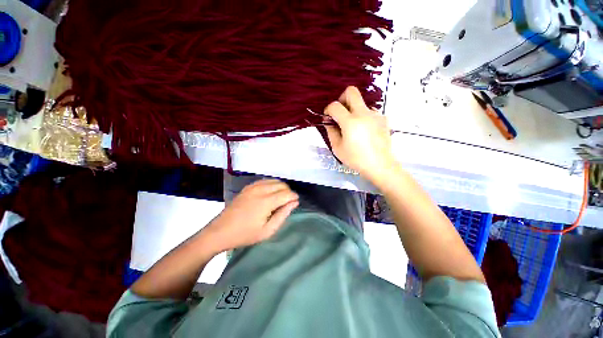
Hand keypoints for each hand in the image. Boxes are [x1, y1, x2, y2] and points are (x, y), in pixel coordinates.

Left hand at [206, 179, 298, 251]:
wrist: (220, 231)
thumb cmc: (245, 234)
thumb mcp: (267, 230)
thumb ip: (283, 215)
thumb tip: (294, 203)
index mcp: (266, 202)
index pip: (287, 193)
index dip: (294, 197)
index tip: (296, 202)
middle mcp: (260, 190)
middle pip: (281, 185)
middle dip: (288, 192)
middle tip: (287, 203)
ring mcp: (253, 186)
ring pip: (274, 181)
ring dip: (281, 187)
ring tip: (280, 198)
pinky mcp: (248, 187)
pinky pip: (265, 181)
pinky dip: (272, 185)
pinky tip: (270, 193)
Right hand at [324, 86, 397, 186]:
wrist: (380, 165)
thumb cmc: (356, 159)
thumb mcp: (337, 148)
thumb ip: (331, 131)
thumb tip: (328, 121)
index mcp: (350, 122)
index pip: (335, 106)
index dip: (328, 110)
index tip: (328, 118)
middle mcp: (364, 113)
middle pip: (351, 92)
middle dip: (342, 98)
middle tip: (340, 112)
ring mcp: (375, 115)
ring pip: (361, 103)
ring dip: (353, 110)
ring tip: (353, 127)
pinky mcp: (383, 119)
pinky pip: (369, 113)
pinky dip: (363, 118)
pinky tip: (364, 131)